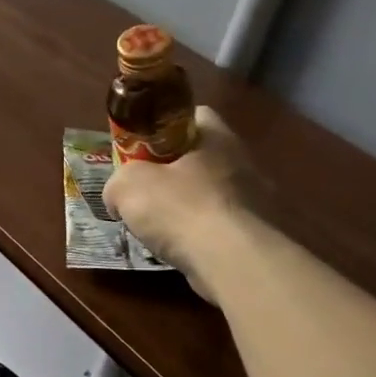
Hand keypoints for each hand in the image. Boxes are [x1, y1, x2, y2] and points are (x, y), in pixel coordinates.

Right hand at [105, 106, 252, 303]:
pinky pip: (221, 227)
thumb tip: (118, 197)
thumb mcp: (127, 186)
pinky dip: (201, 236)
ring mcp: (256, 200)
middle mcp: (243, 161)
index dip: (165, 128)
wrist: (231, 261)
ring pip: (212, 195)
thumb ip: (118, 183)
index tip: (143, 148)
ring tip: (159, 228)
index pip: (195, 115)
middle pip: (201, 158)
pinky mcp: (258, 235)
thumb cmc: (180, 208)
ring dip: (187, 208)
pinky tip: (182, 250)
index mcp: (217, 137)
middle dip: (174, 173)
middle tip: (145, 191)